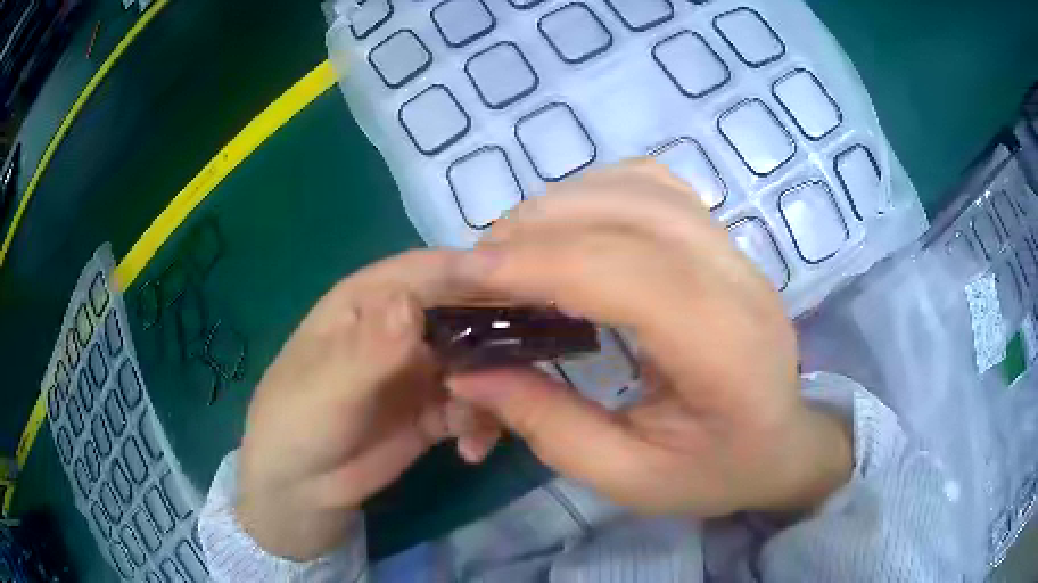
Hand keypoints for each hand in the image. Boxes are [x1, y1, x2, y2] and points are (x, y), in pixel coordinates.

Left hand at [236, 251, 500, 560]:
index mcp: (370, 300)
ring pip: (479, 360)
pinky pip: (475, 405)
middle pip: (466, 311)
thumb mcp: (326, 388)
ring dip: (495, 387)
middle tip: (535, 358)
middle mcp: (402, 325)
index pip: (430, 272)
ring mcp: (422, 368)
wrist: (301, 488)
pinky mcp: (435, 408)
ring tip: (486, 423)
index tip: (528, 287)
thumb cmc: (297, 422)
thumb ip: (369, 349)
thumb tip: (411, 305)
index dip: (477, 273)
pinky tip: (472, 449)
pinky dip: (483, 423)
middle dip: (501, 332)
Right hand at [449, 161, 851, 516]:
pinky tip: (571, 230)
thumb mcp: (629, 477)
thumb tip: (470, 374)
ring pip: (639, 186)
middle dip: (537, 229)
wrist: (784, 444)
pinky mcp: (722, 239)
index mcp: (724, 350)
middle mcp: (736, 280)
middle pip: (629, 213)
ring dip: (563, 205)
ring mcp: (734, 249)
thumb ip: (548, 426)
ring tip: (515, 249)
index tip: (466, 275)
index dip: (537, 264)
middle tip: (480, 270)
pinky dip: (597, 193)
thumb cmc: (716, 471)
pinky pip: (653, 186)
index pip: (626, 274)